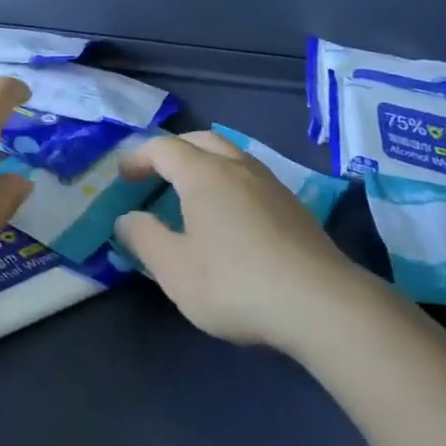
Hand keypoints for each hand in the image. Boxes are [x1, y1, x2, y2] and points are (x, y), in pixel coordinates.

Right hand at [114, 131, 369, 349]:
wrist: (321, 304)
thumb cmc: (235, 283)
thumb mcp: (174, 269)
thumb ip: (144, 238)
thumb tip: (127, 218)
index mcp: (203, 174)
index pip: (164, 148)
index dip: (139, 157)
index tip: (124, 177)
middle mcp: (237, 167)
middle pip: (201, 140)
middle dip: (174, 151)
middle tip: (156, 173)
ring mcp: (271, 184)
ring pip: (231, 155)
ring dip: (205, 162)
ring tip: (193, 191)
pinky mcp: (294, 207)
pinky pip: (251, 177)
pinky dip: (230, 180)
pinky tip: (232, 215)